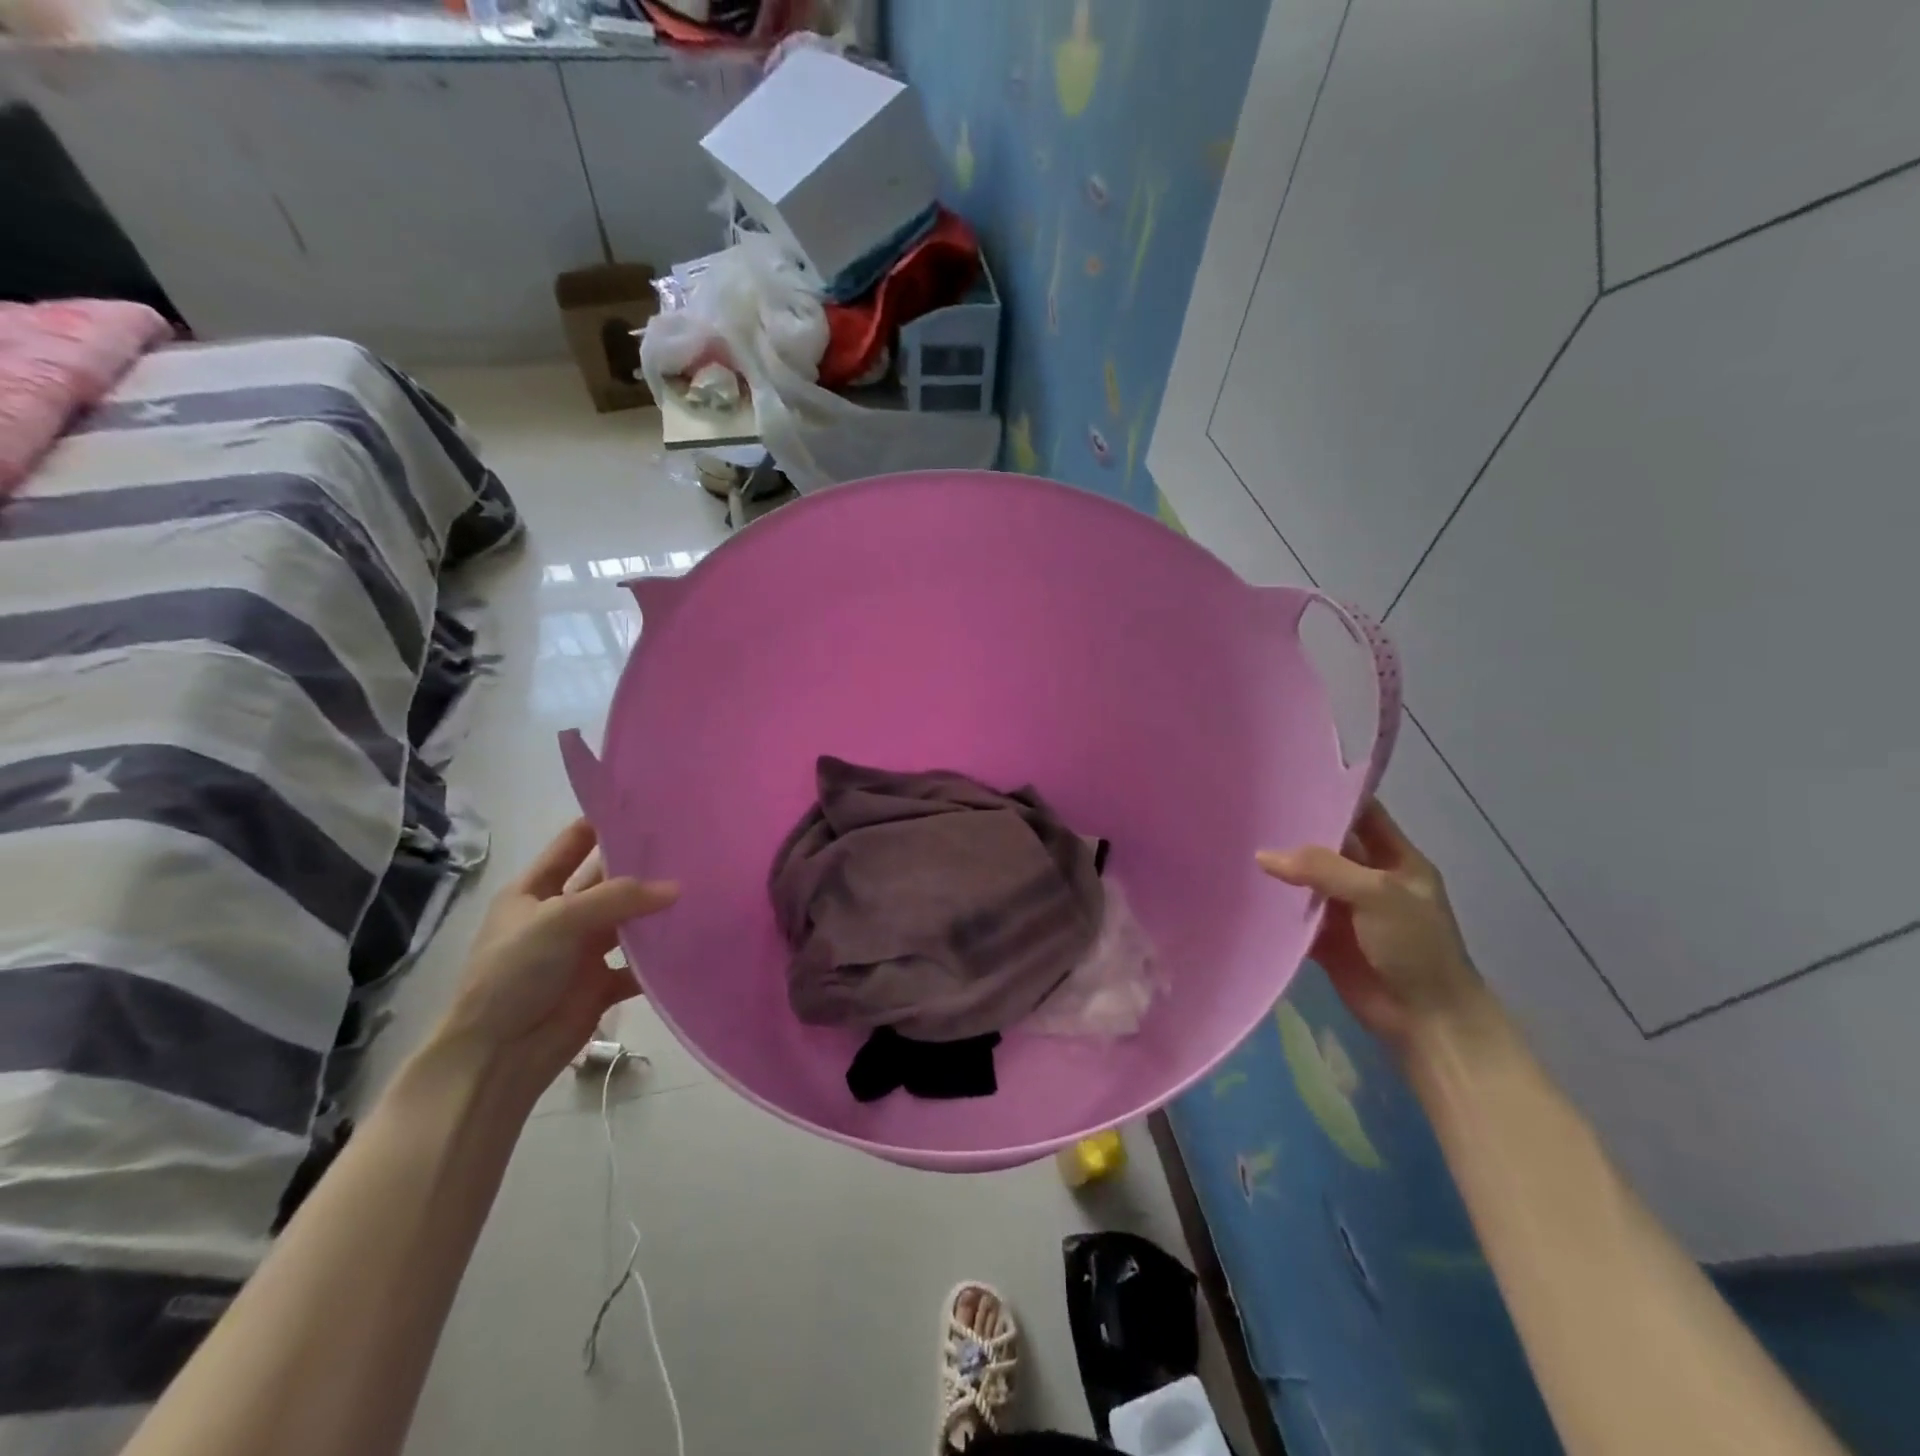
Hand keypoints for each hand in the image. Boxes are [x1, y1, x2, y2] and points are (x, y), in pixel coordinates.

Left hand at [435, 819, 677, 1086]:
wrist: (497, 1055)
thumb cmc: (514, 973)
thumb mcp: (559, 920)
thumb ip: (619, 898)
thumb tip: (678, 889)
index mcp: (535, 891)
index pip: (573, 843)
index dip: (604, 823)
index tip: (649, 805)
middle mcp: (561, 915)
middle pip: (607, 881)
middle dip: (643, 865)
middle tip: (692, 844)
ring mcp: (582, 951)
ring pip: (628, 921)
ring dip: (656, 911)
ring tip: (703, 888)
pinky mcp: (601, 984)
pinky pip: (639, 965)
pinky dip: (661, 959)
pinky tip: (693, 942)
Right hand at [1258, 800, 1483, 1054]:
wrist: (1426, 1019)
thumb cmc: (1415, 946)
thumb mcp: (1377, 894)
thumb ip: (1322, 868)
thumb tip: (1263, 856)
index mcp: (1397, 860)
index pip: (1363, 815)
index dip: (1333, 797)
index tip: (1290, 781)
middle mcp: (1370, 880)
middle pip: (1329, 846)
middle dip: (1297, 832)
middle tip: (1252, 811)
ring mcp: (1348, 910)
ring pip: (1308, 880)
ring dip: (1282, 869)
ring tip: (1237, 844)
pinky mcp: (1327, 939)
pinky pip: (1296, 915)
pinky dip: (1276, 906)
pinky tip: (1245, 890)